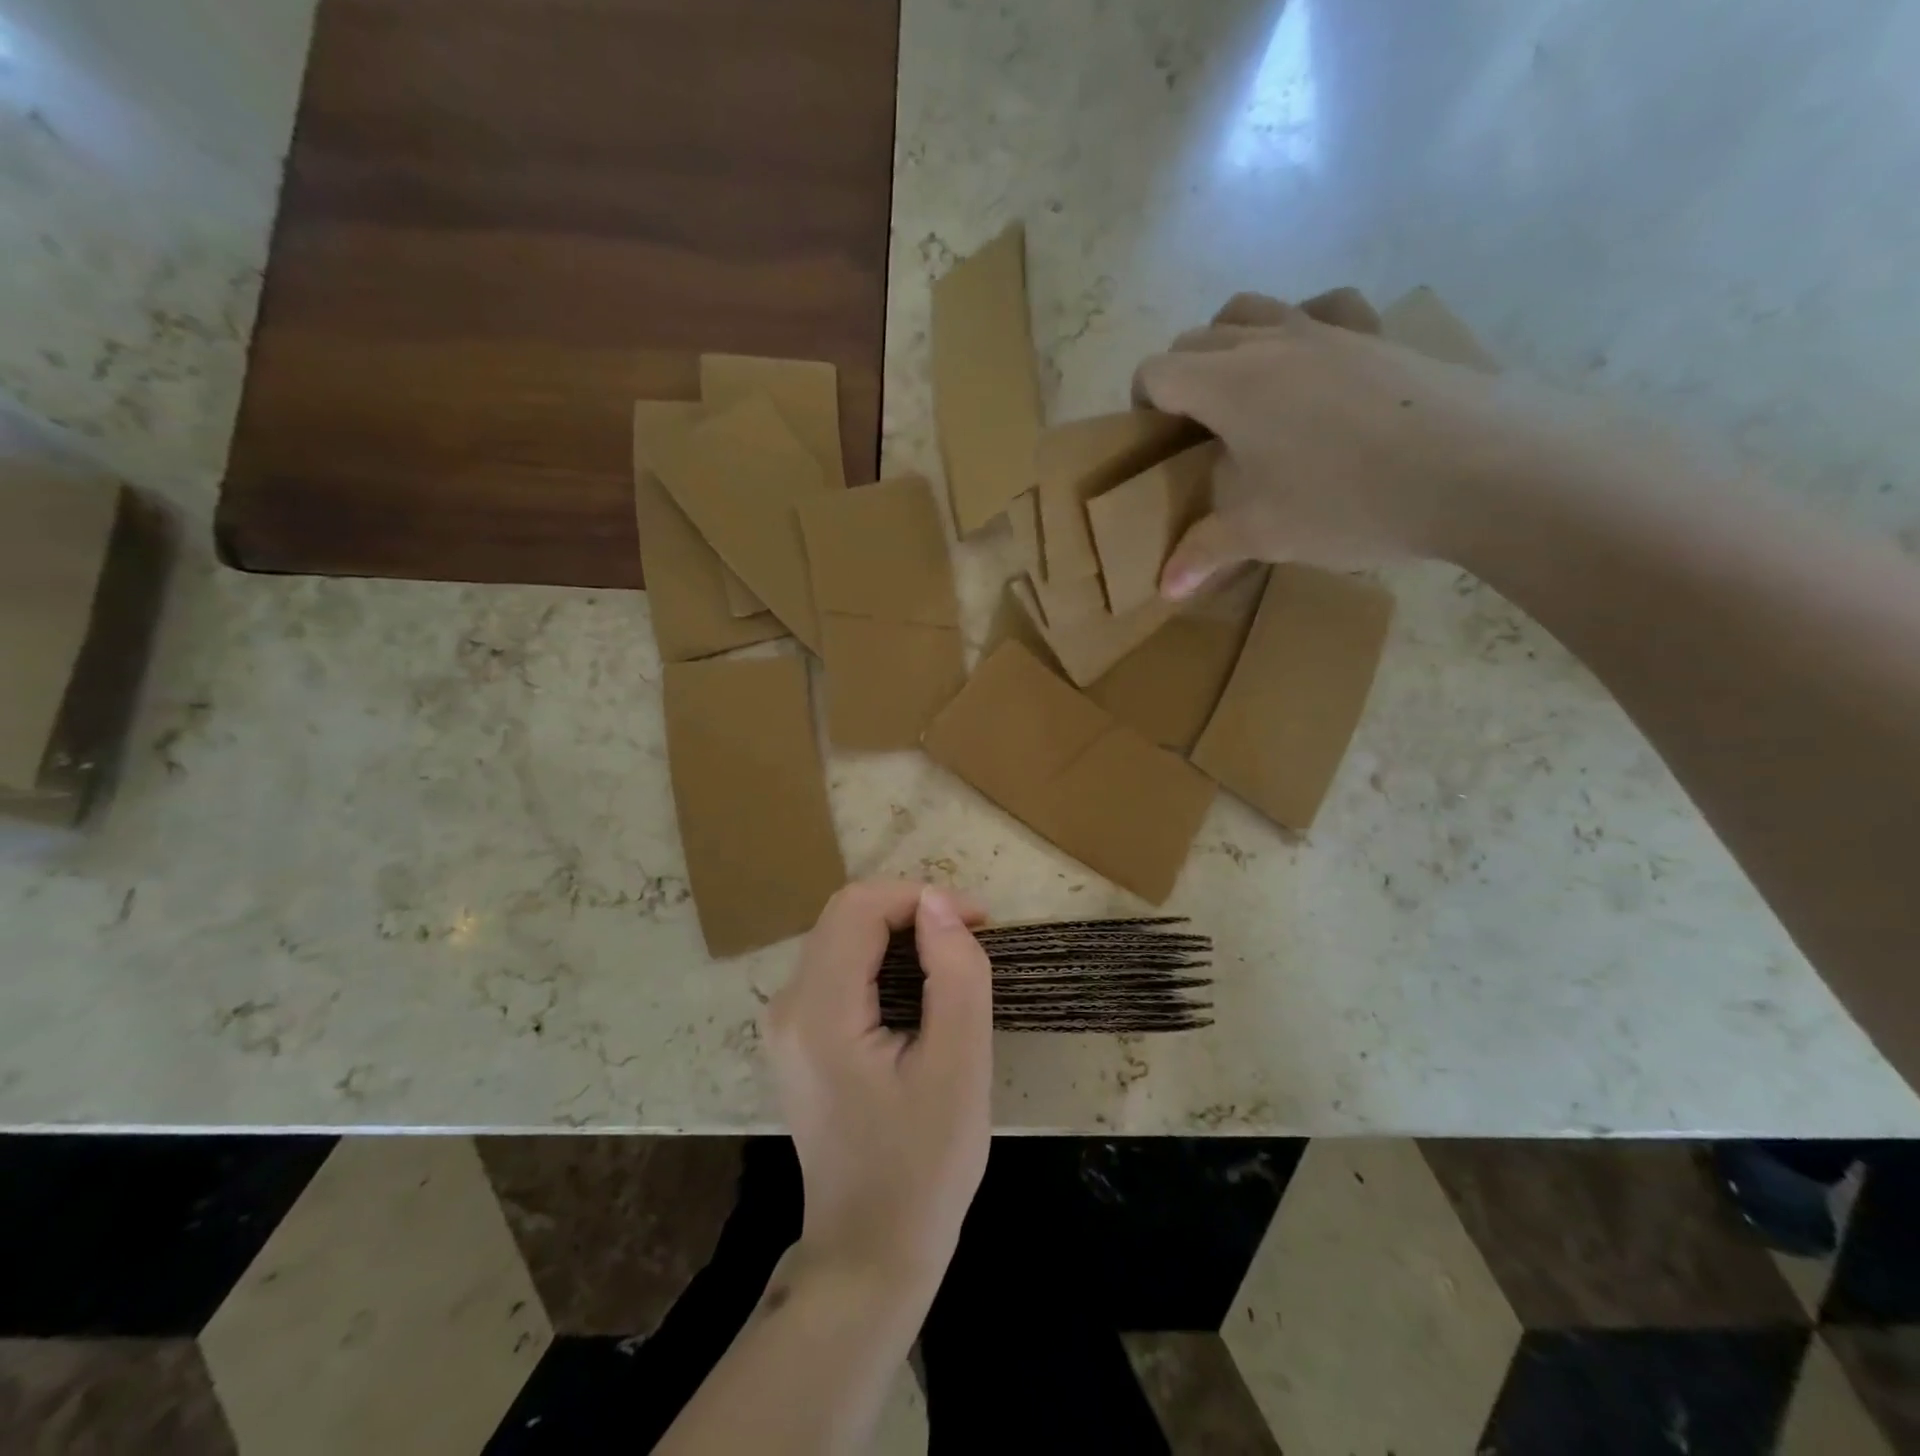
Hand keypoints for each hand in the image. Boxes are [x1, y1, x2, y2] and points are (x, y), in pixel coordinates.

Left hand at [764, 881, 993, 1297]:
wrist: (869, 1255)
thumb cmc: (923, 1168)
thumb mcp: (960, 1069)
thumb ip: (955, 976)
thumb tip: (939, 904)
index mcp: (820, 1012)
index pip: (860, 907)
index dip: (921, 897)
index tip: (979, 922)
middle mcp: (789, 1006)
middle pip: (846, 915)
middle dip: (911, 910)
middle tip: (971, 939)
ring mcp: (787, 1023)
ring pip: (842, 936)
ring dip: (899, 932)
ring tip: (954, 961)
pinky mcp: (799, 1037)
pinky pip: (839, 968)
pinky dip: (883, 958)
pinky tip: (920, 988)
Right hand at [1132, 291, 1523, 595]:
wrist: (1475, 468)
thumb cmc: (1346, 501)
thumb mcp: (1263, 534)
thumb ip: (1203, 552)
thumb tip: (1164, 588)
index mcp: (1229, 385)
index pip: (1159, 369)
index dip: (1143, 401)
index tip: (1155, 440)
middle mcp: (1270, 342)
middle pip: (1198, 337)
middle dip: (1181, 376)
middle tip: (1195, 431)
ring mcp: (1328, 328)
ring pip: (1254, 310)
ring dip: (1231, 342)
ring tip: (1244, 394)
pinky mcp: (1377, 333)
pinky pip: (1323, 309)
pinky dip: (1302, 327)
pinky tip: (1313, 364)